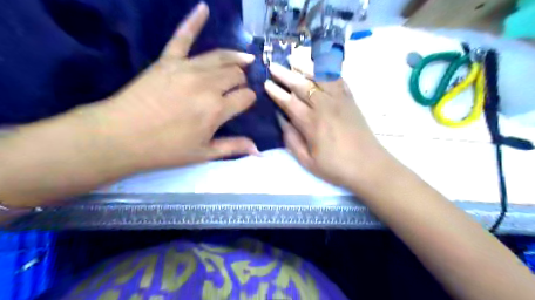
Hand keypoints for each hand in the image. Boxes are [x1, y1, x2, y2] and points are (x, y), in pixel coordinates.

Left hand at [93, 2, 257, 170]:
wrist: (120, 137)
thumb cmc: (165, 149)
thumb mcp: (203, 154)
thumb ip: (233, 148)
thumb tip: (258, 151)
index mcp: (217, 109)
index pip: (246, 96)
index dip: (248, 99)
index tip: (244, 104)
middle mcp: (207, 85)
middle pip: (236, 74)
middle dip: (241, 81)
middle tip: (237, 89)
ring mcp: (187, 69)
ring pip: (221, 57)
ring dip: (236, 58)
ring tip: (245, 59)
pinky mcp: (168, 60)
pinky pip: (183, 36)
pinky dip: (194, 21)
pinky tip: (204, 8)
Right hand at [266, 63, 391, 189]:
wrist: (369, 166)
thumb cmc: (336, 167)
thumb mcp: (307, 161)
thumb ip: (292, 139)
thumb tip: (281, 119)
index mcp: (312, 123)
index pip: (289, 102)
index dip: (276, 92)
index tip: (266, 83)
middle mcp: (325, 106)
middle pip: (302, 85)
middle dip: (285, 74)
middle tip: (273, 65)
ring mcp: (340, 100)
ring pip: (320, 77)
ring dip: (306, 66)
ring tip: (294, 58)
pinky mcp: (351, 100)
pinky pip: (339, 79)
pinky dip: (328, 70)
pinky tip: (320, 66)